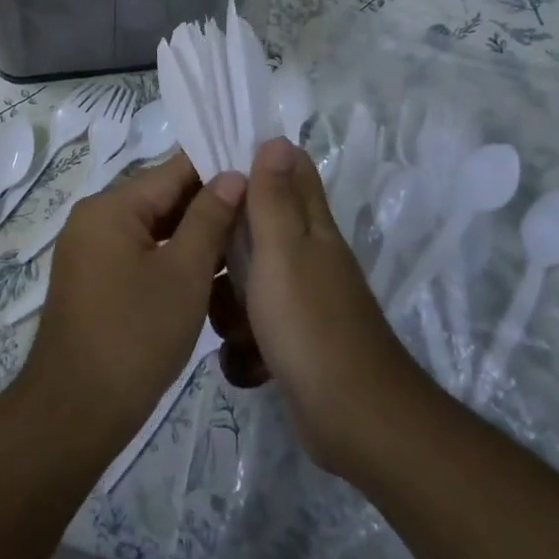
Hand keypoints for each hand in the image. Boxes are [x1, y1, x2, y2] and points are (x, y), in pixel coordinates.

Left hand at [18, 153, 244, 451]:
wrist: (76, 410)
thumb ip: (209, 218)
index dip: (218, 168)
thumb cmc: (135, 336)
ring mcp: (91, 250)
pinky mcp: (95, 280)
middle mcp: (94, 218)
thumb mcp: (184, 274)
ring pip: (154, 229)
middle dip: (209, 205)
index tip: (261, 174)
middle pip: (161, 198)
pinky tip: (211, 273)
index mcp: (110, 206)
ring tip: (246, 242)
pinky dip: (172, 259)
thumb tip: (233, 174)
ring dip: (194, 236)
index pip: (172, 170)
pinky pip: (140, 254)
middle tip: (262, 212)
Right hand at [211, 136, 422, 477]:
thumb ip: (275, 198)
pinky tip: (244, 360)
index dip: (251, 162)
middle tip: (203, 260)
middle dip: (224, 244)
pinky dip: (245, 345)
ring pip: (248, 282)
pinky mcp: (293, 342)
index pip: (288, 172)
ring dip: (230, 302)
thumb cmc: (310, 324)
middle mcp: (308, 257)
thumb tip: (276, 138)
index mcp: (311, 227)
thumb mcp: (283, 251)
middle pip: (257, 229)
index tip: (208, 173)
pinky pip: (254, 328)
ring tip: (226, 323)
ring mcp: (301, 302)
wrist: (354, 421)